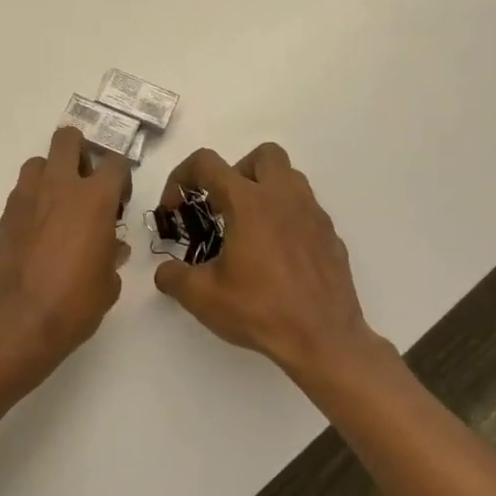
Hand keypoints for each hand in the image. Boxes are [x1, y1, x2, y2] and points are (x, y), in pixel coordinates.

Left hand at [0, 127, 131, 374]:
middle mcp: (59, 187)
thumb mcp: (108, 284)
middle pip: (68, 139)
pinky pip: (21, 194)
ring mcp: (25, 198)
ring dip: (50, 174)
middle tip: (86, 182)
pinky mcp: (3, 216)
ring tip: (57, 205)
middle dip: (80, 151)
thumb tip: (112, 246)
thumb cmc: (73, 304)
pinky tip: (37, 232)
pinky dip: (32, 202)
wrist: (16, 322)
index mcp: (94, 199)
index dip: (121, 178)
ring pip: (38, 162)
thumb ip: (111, 255)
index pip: (116, 164)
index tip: (119, 201)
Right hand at [152, 143, 393, 386]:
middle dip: (236, 171)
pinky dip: (286, 220)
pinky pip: (306, 211)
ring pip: (290, 178)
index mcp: (249, 202)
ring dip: (265, 191)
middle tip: (223, 207)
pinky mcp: (331, 237)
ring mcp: (313, 215)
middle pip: (263, 155)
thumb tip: (165, 271)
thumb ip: (173, 277)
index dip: (181, 177)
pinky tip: (276, 256)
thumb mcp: (201, 296)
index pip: (207, 163)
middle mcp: (284, 198)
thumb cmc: (260, 310)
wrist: (324, 340)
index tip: (175, 209)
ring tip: (249, 229)